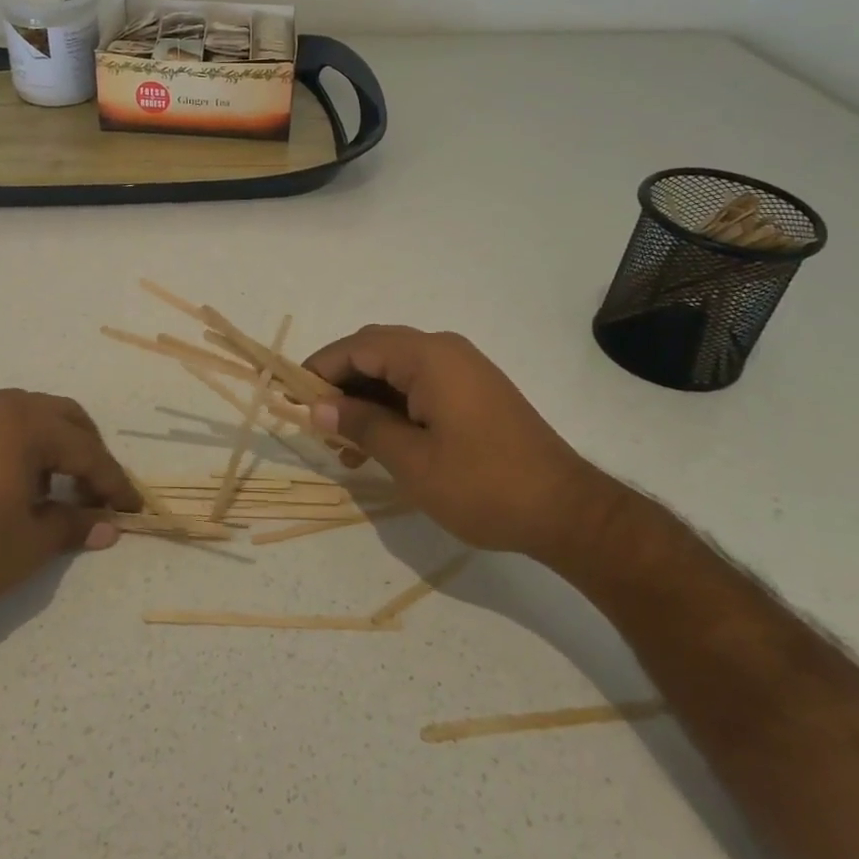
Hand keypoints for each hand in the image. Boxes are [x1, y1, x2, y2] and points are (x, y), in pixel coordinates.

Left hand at [0, 390, 140, 630]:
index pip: (87, 450)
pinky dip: (18, 446)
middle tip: (96, 494)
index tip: (133, 509)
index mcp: (25, 425)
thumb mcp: (27, 546)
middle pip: (62, 418)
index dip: (114, 482)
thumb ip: (74, 526)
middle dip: (88, 453)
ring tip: (55, 491)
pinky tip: (13, 484)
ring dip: (53, 446)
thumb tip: (109, 525)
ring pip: (27, 417)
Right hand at [303, 326, 625, 561]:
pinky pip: (421, 387)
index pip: (358, 347)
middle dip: (342, 385)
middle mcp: (446, 352)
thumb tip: (318, 407)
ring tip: (344, 448)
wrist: (566, 511)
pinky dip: (394, 408)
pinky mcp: (475, 393)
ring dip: (366, 400)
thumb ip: (362, 426)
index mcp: (429, 358)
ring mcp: (464, 371)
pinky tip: (379, 446)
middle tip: (317, 423)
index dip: (320, 369)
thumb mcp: (411, 460)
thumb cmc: (483, 484)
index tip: (291, 398)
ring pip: (397, 372)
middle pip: (376, 353)